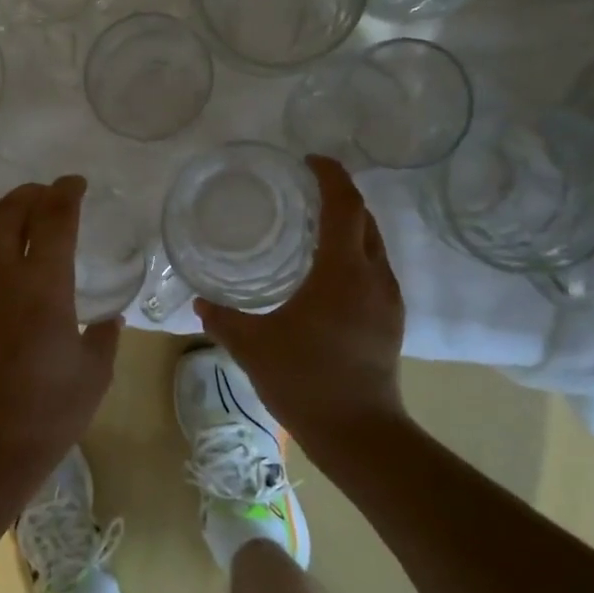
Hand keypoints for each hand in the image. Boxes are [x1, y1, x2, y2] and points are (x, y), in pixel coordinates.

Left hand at [0, 175, 121, 493]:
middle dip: (29, 195)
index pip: (56, 216)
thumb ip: (104, 337)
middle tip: (42, 197)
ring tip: (16, 292)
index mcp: (43, 284)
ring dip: (3, 255)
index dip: (66, 192)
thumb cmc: (45, 415)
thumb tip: (107, 318)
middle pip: (8, 212)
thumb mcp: (94, 376)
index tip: (73, 184)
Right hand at [195, 156, 406, 458]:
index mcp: (342, 271)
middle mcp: (373, 276)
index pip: (344, 205)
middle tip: (305, 191)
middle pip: (364, 218)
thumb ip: (222, 319)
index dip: (330, 175)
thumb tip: (201, 302)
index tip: (308, 160)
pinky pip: (375, 270)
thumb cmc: (304, 380)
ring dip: (349, 227)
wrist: (358, 432)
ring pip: (373, 245)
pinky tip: (327, 275)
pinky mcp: (392, 320)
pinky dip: (353, 255)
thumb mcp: (253, 346)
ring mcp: (388, 299)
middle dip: (340, 196)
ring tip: (313, 228)